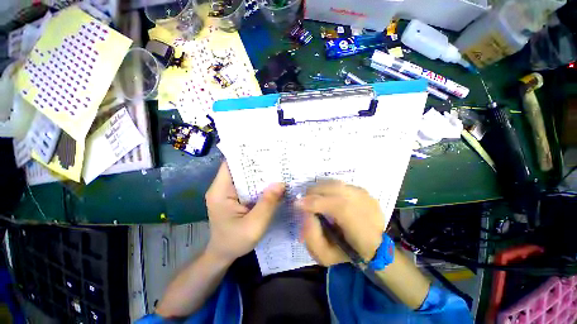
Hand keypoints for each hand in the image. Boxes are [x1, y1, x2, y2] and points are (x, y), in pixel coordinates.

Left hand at [205, 161, 284, 262]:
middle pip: (240, 168)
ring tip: (278, 167)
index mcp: (220, 191)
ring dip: (260, 173)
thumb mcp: (254, 225)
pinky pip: (248, 185)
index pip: (230, 164)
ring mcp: (228, 192)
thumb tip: (281, 183)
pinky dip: (260, 183)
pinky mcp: (235, 197)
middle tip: (276, 158)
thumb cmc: (234, 242)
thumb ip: (267, 204)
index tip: (263, 150)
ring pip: (245, 176)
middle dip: (257, 163)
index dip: (245, 155)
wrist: (223, 254)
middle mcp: (222, 188)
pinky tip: (273, 182)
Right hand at [298, 180, 384, 265]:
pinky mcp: (365, 191)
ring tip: (315, 198)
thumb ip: (311, 236)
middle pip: (335, 189)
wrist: (374, 247)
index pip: (338, 207)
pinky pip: (341, 184)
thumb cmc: (347, 254)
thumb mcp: (325, 255)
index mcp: (361, 228)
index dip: (315, 203)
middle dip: (314, 192)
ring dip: (321, 189)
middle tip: (305, 201)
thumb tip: (305, 213)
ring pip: (337, 184)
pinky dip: (330, 189)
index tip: (297, 204)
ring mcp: (367, 196)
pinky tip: (328, 198)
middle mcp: (367, 207)